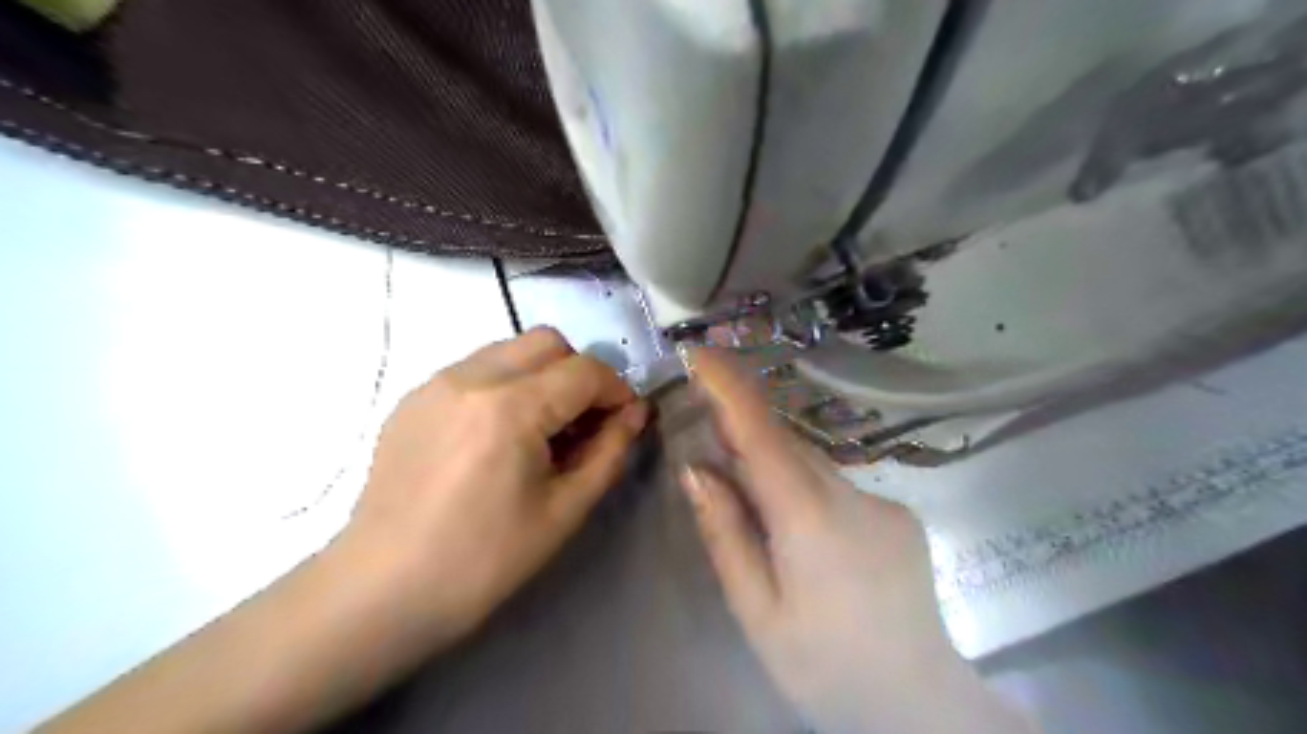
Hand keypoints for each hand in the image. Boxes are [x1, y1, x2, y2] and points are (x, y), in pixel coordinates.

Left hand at [334, 328, 641, 646]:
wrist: (381, 590)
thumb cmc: (482, 561)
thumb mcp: (563, 511)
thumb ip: (608, 453)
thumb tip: (635, 414)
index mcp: (510, 408)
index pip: (584, 370)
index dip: (617, 390)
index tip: (625, 420)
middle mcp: (471, 378)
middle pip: (547, 342)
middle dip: (580, 373)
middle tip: (585, 421)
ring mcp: (436, 383)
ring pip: (509, 350)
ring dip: (542, 375)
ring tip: (543, 429)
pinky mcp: (414, 399)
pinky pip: (475, 369)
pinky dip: (505, 385)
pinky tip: (499, 435)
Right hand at [679, 351, 1026, 733]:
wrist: (920, 706)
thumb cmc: (825, 669)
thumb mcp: (757, 613)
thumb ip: (726, 535)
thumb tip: (697, 470)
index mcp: (810, 519)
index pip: (762, 433)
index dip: (729, 387)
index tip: (699, 351)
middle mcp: (852, 495)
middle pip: (786, 442)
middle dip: (742, 425)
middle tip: (704, 418)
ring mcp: (883, 501)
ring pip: (812, 461)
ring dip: (772, 458)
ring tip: (740, 475)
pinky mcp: (897, 513)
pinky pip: (835, 482)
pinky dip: (803, 482)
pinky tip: (795, 522)